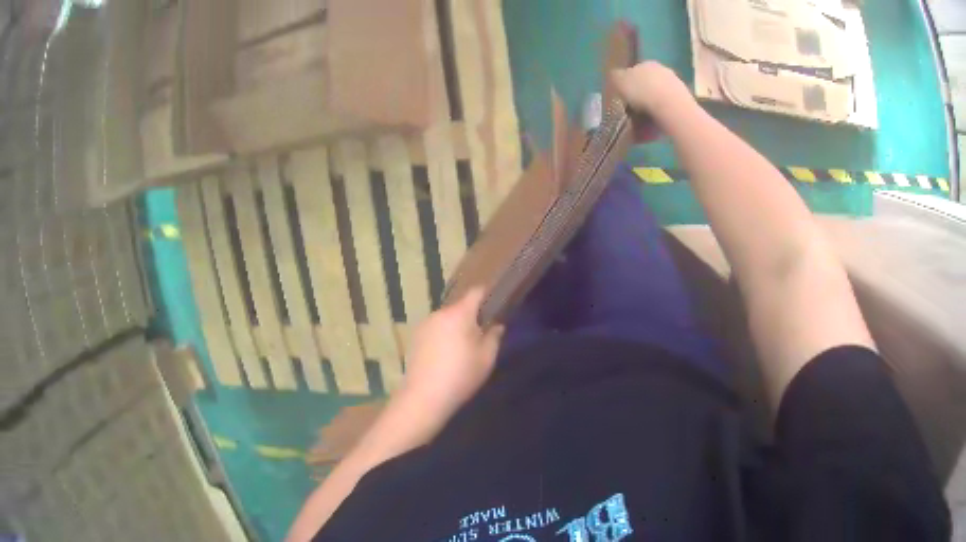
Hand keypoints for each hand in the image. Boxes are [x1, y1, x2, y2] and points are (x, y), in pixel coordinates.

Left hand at [400, 288, 504, 414]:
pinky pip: (434, 330)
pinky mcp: (414, 338)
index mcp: (459, 314)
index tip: (497, 304)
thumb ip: (494, 336)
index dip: (488, 295)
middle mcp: (439, 313)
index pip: (476, 292)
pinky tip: (445, 357)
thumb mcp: (486, 358)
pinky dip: (442, 336)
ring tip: (462, 349)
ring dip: (455, 327)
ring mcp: (424, 325)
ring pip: (446, 319)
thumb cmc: (461, 375)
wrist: (424, 396)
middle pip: (460, 307)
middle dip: (471, 317)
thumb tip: (496, 324)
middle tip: (482, 334)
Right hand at [611, 61, 693, 123]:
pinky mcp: (685, 101)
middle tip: (635, 111)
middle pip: (649, 84)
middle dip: (642, 95)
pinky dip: (662, 115)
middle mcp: (663, 70)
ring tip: (645, 122)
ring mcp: (676, 85)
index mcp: (646, 63)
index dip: (629, 85)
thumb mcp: (619, 81)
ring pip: (660, 96)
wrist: (671, 108)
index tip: (625, 98)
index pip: (635, 71)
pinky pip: (669, 109)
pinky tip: (656, 126)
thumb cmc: (642, 91)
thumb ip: (616, 77)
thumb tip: (617, 76)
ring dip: (653, 106)